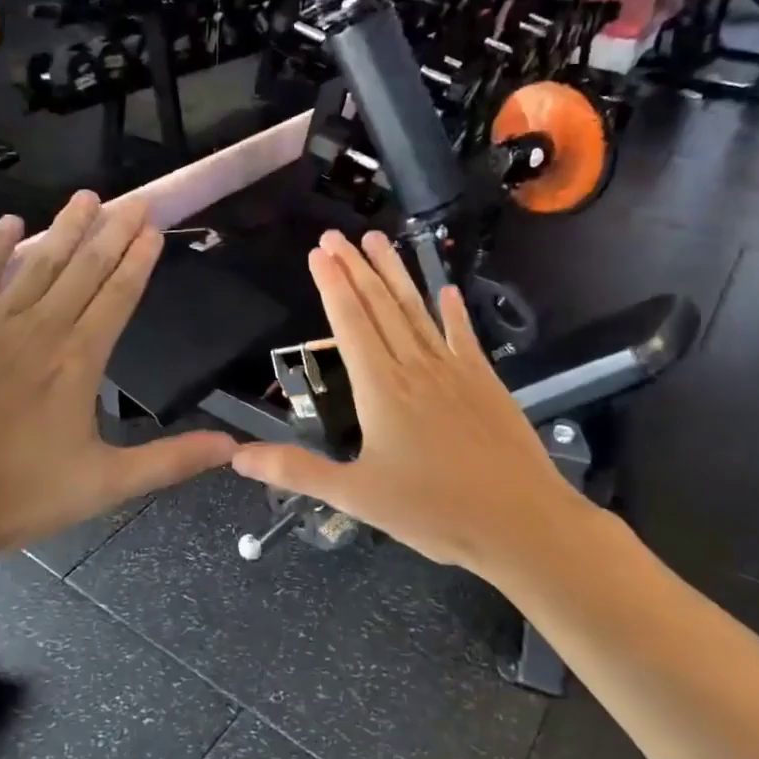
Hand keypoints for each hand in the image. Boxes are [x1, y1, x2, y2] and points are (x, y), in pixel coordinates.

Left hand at [0, 192, 236, 582]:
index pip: (118, 296)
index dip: (138, 260)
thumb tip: (233, 447)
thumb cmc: (16, 495)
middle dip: (112, 231)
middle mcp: (40, 328)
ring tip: (87, 196)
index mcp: (79, 361)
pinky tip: (10, 222)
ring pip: (38, 263)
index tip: (153, 228)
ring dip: (65, 228)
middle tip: (134, 199)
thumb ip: (169, 461)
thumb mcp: (104, 486)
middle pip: (84, 269)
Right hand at [232, 230, 594, 575]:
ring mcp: (455, 370)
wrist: (520, 522)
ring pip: (417, 311)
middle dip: (356, 267)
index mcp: (381, 388)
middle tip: (337, 235)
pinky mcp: (485, 382)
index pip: (350, 323)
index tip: (319, 252)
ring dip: (396, 274)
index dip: (332, 285)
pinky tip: (445, 290)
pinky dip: (452, 311)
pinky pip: (463, 336)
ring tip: (379, 240)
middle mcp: (415, 367)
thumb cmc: (433, 511)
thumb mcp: (355, 496)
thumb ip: (296, 471)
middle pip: (381, 306)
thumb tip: (238, 457)